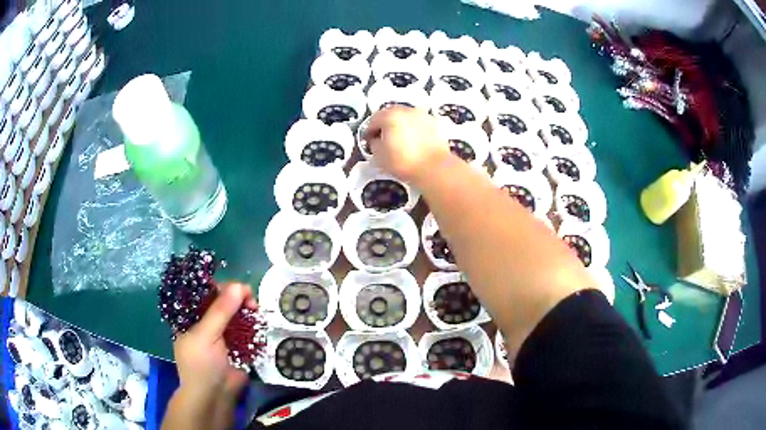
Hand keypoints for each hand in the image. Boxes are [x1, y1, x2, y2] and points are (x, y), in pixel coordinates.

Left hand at [164, 283, 255, 429]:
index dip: (220, 287)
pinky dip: (253, 325)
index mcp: (191, 318)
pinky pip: (246, 330)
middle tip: (251, 300)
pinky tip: (260, 321)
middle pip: (222, 302)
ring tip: (257, 310)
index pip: (204, 294)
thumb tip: (239, 286)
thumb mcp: (206, 334)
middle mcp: (206, 323)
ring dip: (247, 310)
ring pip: (236, 315)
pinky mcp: (237, 346)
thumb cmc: (201, 363)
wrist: (215, 396)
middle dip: (236, 298)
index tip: (237, 287)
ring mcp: (222, 335)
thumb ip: (220, 311)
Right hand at [364, 107, 450, 184]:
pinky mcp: (436, 123)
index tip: (369, 141)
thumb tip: (376, 141)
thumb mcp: (379, 156)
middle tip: (384, 140)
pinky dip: (416, 130)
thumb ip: (373, 144)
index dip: (369, 132)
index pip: (373, 120)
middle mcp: (407, 110)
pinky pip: (421, 124)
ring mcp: (423, 115)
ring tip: (402, 142)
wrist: (434, 168)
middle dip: (386, 126)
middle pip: (391, 115)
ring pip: (407, 118)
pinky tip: (416, 142)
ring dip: (402, 126)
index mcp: (390, 115)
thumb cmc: (404, 161)